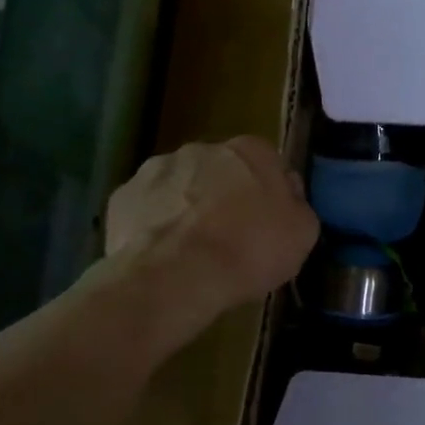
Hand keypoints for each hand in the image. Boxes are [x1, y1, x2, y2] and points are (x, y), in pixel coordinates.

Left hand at [103, 137, 317, 312]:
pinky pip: (147, 209)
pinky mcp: (122, 196)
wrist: (177, 275)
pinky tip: (163, 257)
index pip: (267, 162)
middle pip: (220, 170)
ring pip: (180, 186)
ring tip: (193, 251)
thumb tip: (287, 195)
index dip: (269, 192)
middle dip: (224, 196)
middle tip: (231, 237)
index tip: (270, 222)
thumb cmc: (250, 250)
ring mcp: (156, 168)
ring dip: (187, 208)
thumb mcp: (302, 234)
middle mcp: (203, 148)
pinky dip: (155, 226)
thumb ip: (297, 206)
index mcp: (251, 151)